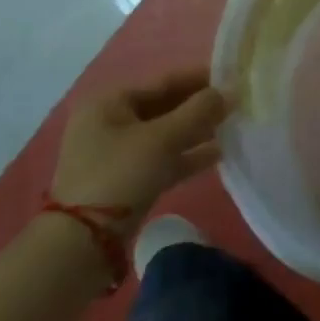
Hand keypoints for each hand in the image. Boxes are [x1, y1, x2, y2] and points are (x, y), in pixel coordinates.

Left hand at [50, 71, 228, 233]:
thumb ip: (199, 111)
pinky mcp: (126, 180)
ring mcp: (117, 153)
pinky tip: (218, 154)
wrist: (83, 243)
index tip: (232, 77)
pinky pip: (162, 158)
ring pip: (166, 134)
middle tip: (236, 104)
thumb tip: (231, 90)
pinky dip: (187, 155)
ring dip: (197, 131)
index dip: (200, 78)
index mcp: (110, 102)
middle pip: (165, 106)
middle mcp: (110, 122)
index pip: (163, 81)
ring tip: (232, 126)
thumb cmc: (121, 174)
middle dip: (200, 106)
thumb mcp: (163, 138)